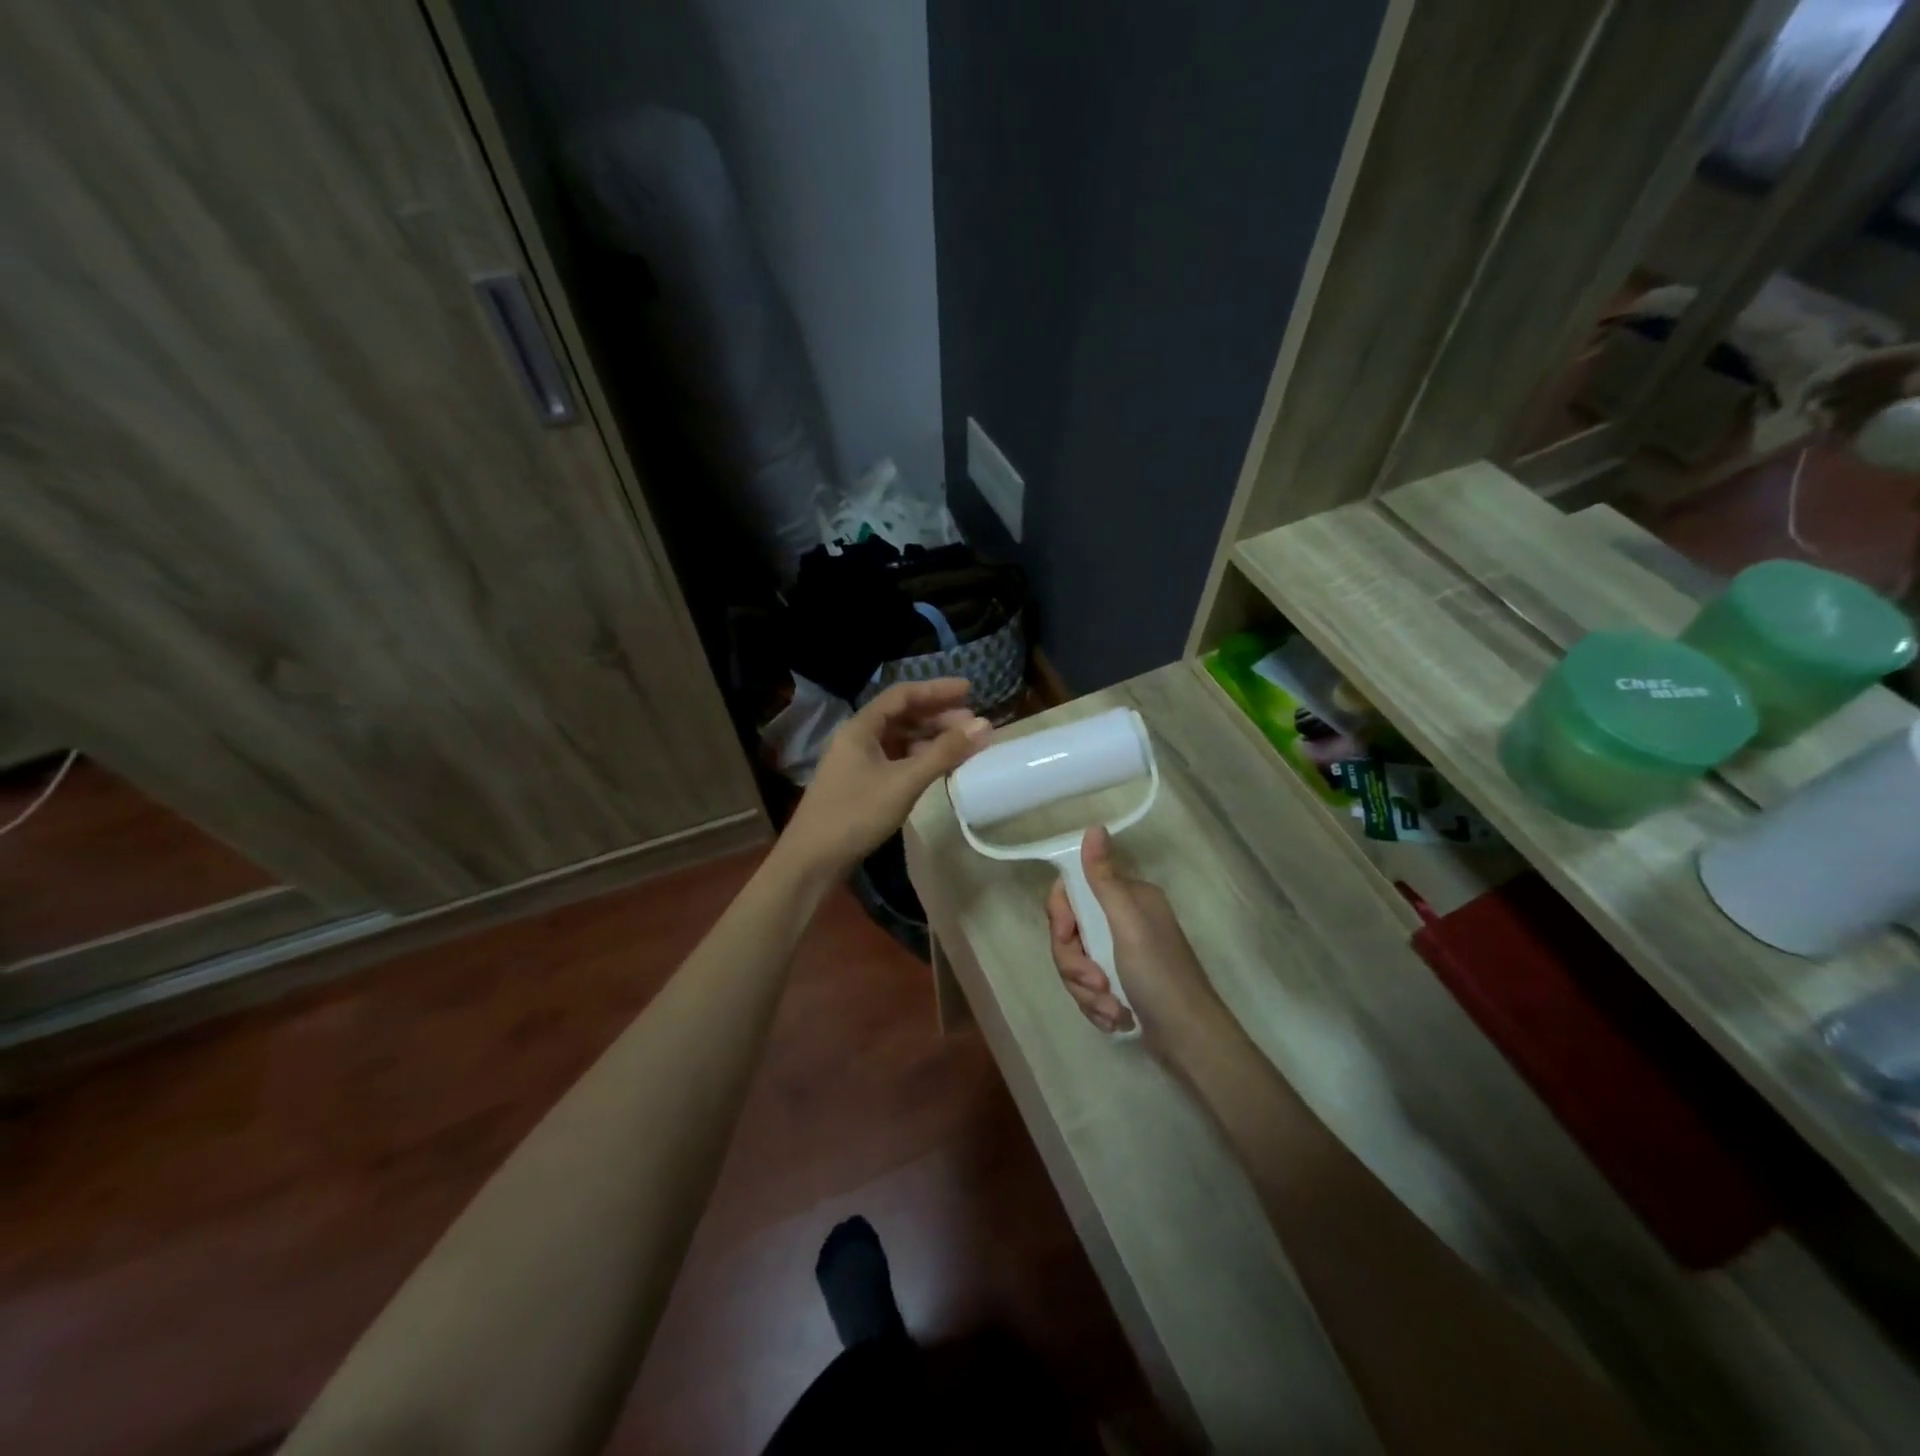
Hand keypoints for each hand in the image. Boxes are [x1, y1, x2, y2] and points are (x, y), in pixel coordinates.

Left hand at [780, 678, 990, 878]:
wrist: (812, 860)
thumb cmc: (856, 814)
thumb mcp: (905, 782)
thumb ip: (944, 752)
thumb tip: (984, 725)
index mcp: (861, 727)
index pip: (903, 695)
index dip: (937, 689)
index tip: (970, 690)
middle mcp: (857, 738)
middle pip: (902, 715)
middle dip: (938, 716)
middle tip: (973, 725)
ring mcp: (858, 762)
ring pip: (900, 739)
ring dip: (930, 738)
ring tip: (962, 745)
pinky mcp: (861, 784)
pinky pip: (896, 760)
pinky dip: (919, 759)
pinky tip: (938, 767)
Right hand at [1046, 827, 1232, 1061]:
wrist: (1190, 1040)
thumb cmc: (1160, 976)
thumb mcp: (1127, 924)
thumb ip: (1104, 878)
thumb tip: (1094, 827)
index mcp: (1127, 899)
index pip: (1073, 891)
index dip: (1062, 915)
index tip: (1068, 935)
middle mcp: (1122, 921)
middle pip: (1070, 933)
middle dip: (1075, 964)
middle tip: (1096, 984)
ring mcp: (1120, 954)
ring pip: (1075, 964)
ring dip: (1087, 992)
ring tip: (1111, 1009)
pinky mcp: (1118, 985)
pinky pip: (1087, 988)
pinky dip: (1097, 1007)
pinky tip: (1116, 1019)